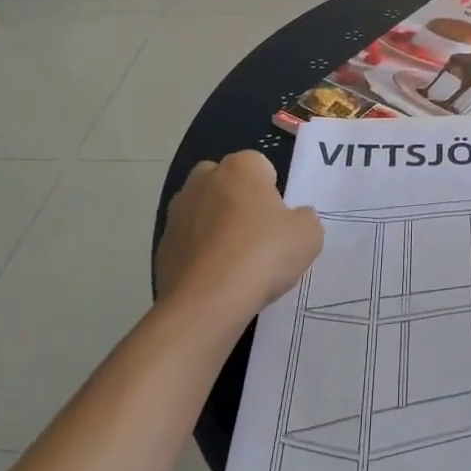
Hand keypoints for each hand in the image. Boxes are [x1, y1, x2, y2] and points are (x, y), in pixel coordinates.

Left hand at [155, 151, 322, 317]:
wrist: (206, 303)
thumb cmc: (263, 255)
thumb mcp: (308, 236)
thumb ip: (305, 219)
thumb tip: (296, 219)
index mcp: (240, 167)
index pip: (262, 167)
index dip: (273, 193)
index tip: (279, 221)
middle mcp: (204, 179)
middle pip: (228, 183)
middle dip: (240, 202)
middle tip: (259, 237)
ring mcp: (178, 211)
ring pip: (205, 211)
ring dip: (217, 227)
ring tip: (237, 263)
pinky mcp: (162, 245)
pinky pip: (189, 242)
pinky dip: (201, 254)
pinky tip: (216, 280)